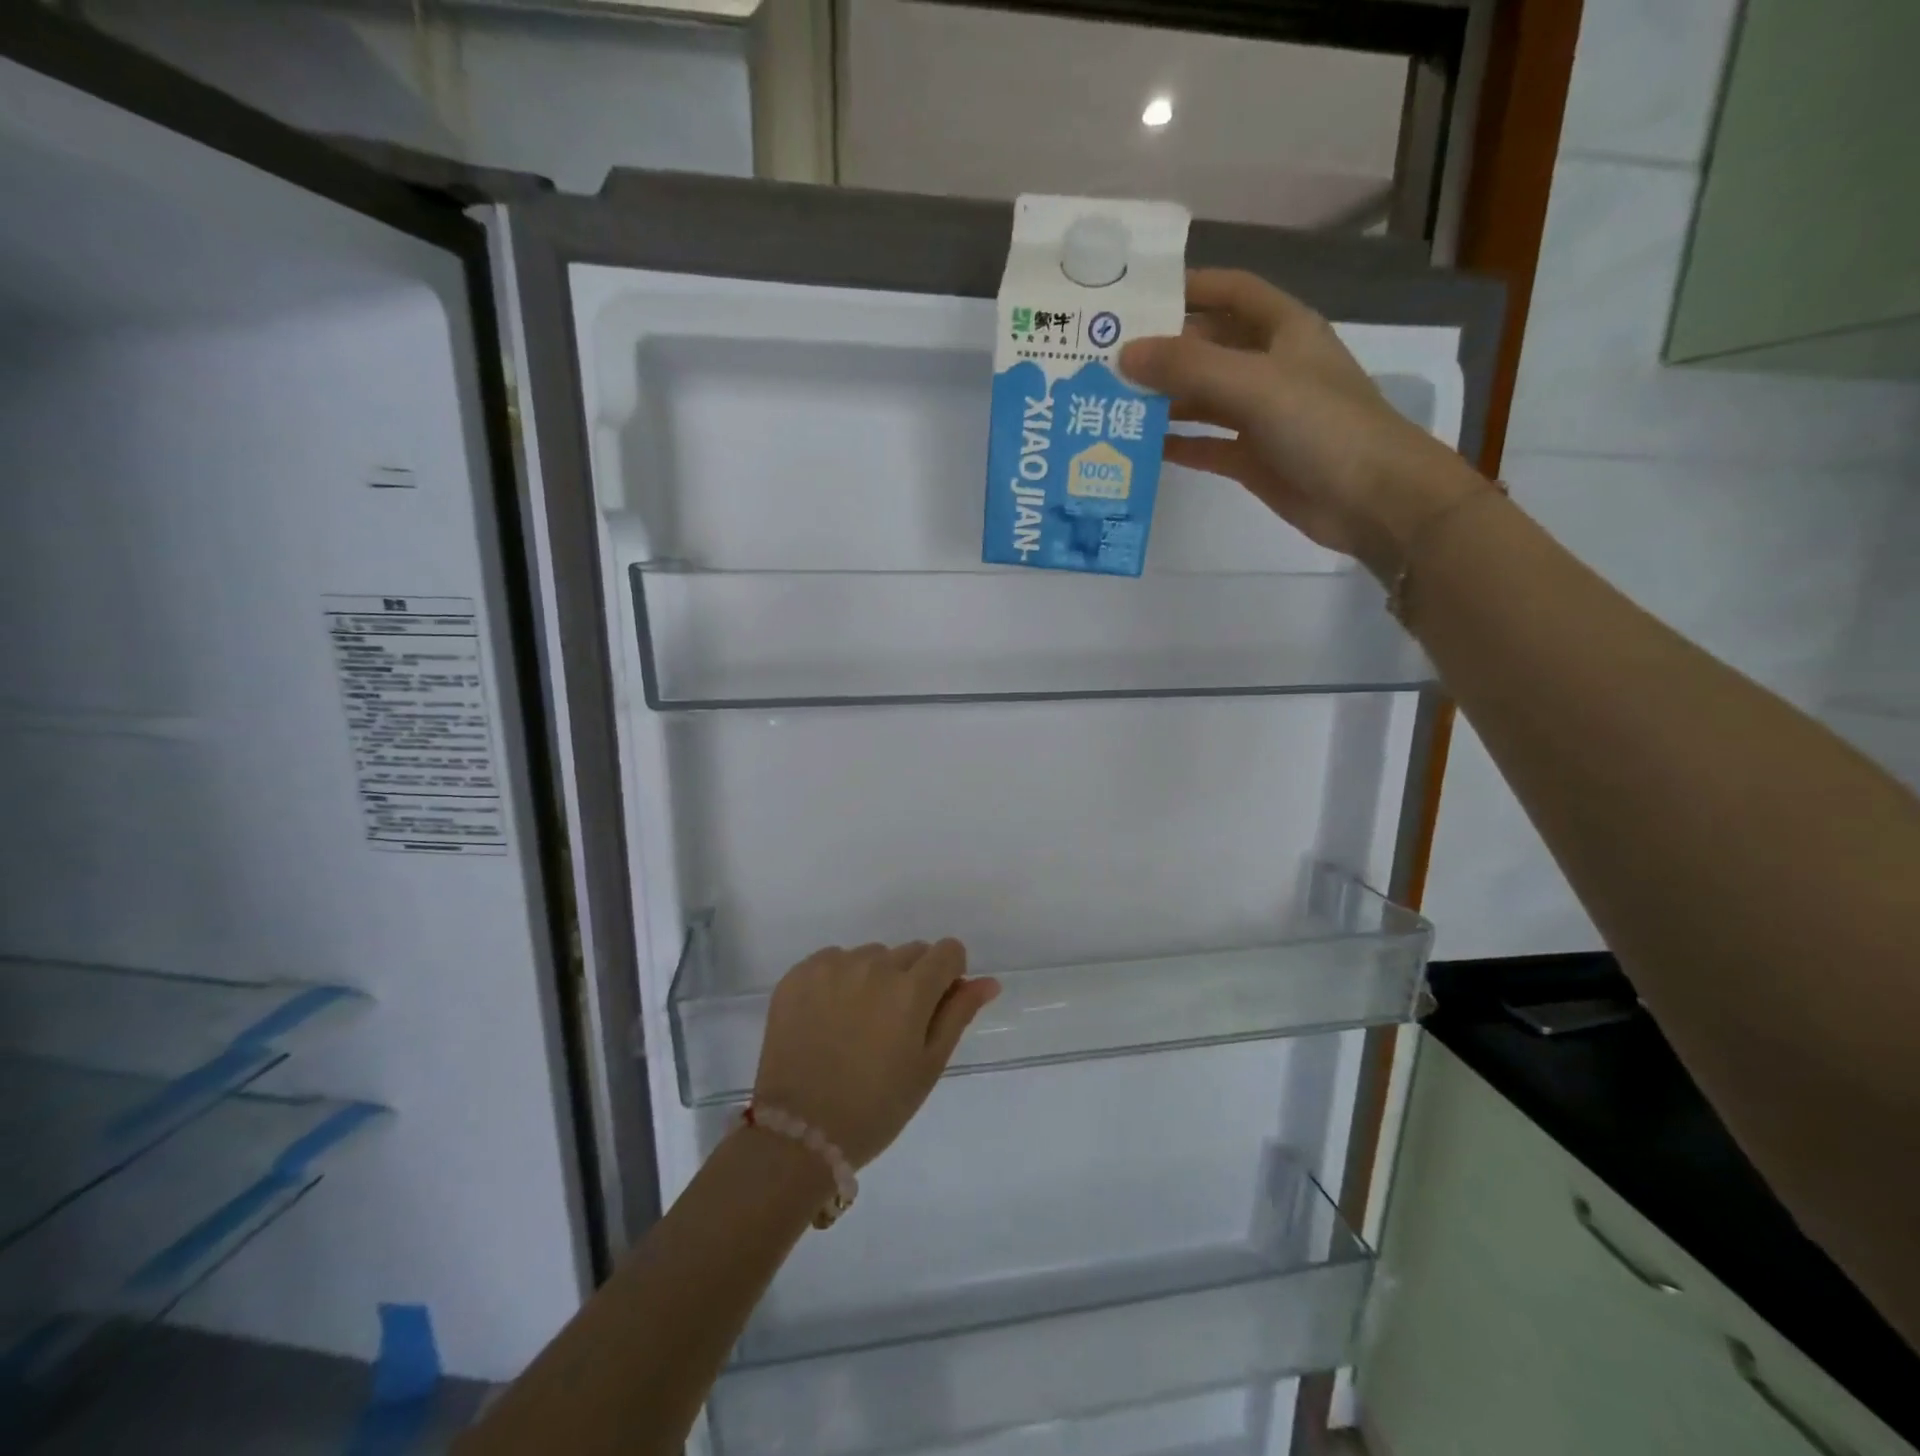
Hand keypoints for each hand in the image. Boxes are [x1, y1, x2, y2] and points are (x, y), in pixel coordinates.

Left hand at [752, 940, 999, 1169]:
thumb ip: (958, 1014)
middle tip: (894, 1026)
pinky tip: (829, 1018)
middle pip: (910, 952)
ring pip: (871, 956)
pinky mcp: (799, 974)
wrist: (798, 1134)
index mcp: (911, 989)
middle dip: (912, 979)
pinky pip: (833, 960)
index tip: (935, 1006)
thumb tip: (988, 981)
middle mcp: (873, 966)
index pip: (948, 951)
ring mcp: (832, 967)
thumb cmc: (876, 1108)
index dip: (949, 976)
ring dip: (875, 978)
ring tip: (858, 1024)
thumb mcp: (928, 1066)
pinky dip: (838, 980)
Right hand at [1119, 268, 1487, 579]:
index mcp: (1284, 330)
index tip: (1136, 297)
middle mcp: (1271, 366)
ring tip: (1111, 403)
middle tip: (1105, 359)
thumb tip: (1125, 354)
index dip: (1189, 287)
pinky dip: (1177, 443)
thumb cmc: (1323, 426)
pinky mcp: (1253, 458)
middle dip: (1163, 351)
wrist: (1372, 500)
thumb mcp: (1255, 384)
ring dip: (1163, 400)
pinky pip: (1206, 444)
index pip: (1232, 292)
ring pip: (1203, 398)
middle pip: (1208, 348)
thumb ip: (1189, 367)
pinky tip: (1140, 447)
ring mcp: (1262, 415)